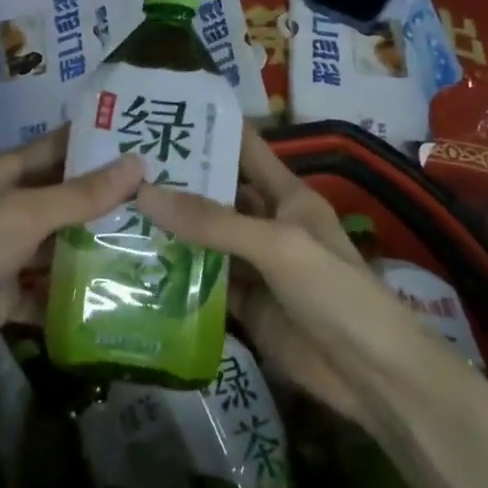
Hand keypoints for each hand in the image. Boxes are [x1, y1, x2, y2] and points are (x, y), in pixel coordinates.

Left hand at [0, 127, 141, 405]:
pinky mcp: (10, 292)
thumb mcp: (26, 214)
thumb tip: (137, 164)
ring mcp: (7, 251)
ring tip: (154, 237)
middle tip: (162, 193)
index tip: (143, 139)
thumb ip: (81, 194)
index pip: (55, 148)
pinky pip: (50, 286)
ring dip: (96, 243)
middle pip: (62, 196)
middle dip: (105, 197)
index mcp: (0, 173)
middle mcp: (4, 206)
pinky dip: (77, 289)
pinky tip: (123, 289)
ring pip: (59, 242)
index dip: (94, 143)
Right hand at [136, 122, 430, 420]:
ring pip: (206, 239)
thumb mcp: (277, 245)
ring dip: (170, 229)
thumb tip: (144, 193)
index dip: (211, 128)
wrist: (372, 376)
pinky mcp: (246, 306)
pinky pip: (205, 282)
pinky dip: (176, 275)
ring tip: (116, 209)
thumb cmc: (335, 292)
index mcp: (287, 197)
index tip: (164, 111)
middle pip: (218, 194)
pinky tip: (136, 264)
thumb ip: (213, 221)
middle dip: (177, 181)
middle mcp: (269, 225)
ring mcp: (256, 267)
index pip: (246, 149)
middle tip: (119, 165)